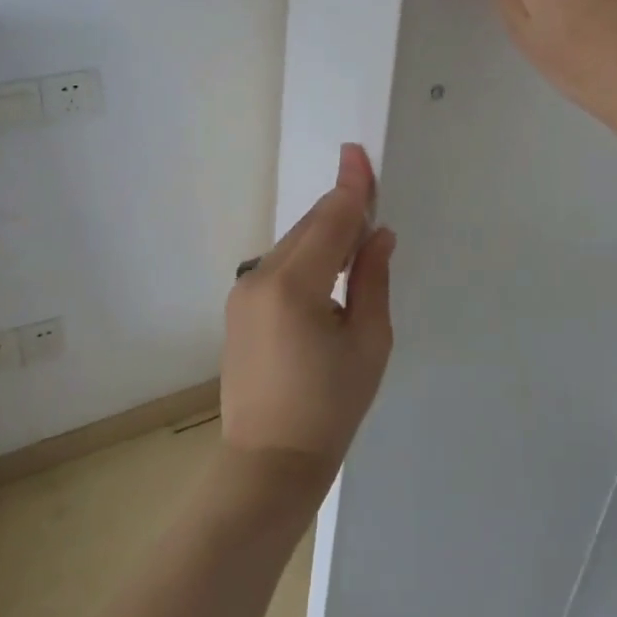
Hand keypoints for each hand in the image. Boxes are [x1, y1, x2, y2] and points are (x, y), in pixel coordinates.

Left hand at [221, 144, 394, 478]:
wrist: (268, 463)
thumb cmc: (330, 408)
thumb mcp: (369, 343)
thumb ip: (372, 279)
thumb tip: (378, 236)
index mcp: (294, 286)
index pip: (329, 220)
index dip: (350, 186)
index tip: (357, 152)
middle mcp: (260, 278)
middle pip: (309, 227)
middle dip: (341, 210)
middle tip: (373, 203)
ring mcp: (243, 292)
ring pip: (294, 245)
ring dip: (326, 235)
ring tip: (358, 245)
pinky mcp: (239, 307)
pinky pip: (281, 266)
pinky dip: (308, 258)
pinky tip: (329, 273)